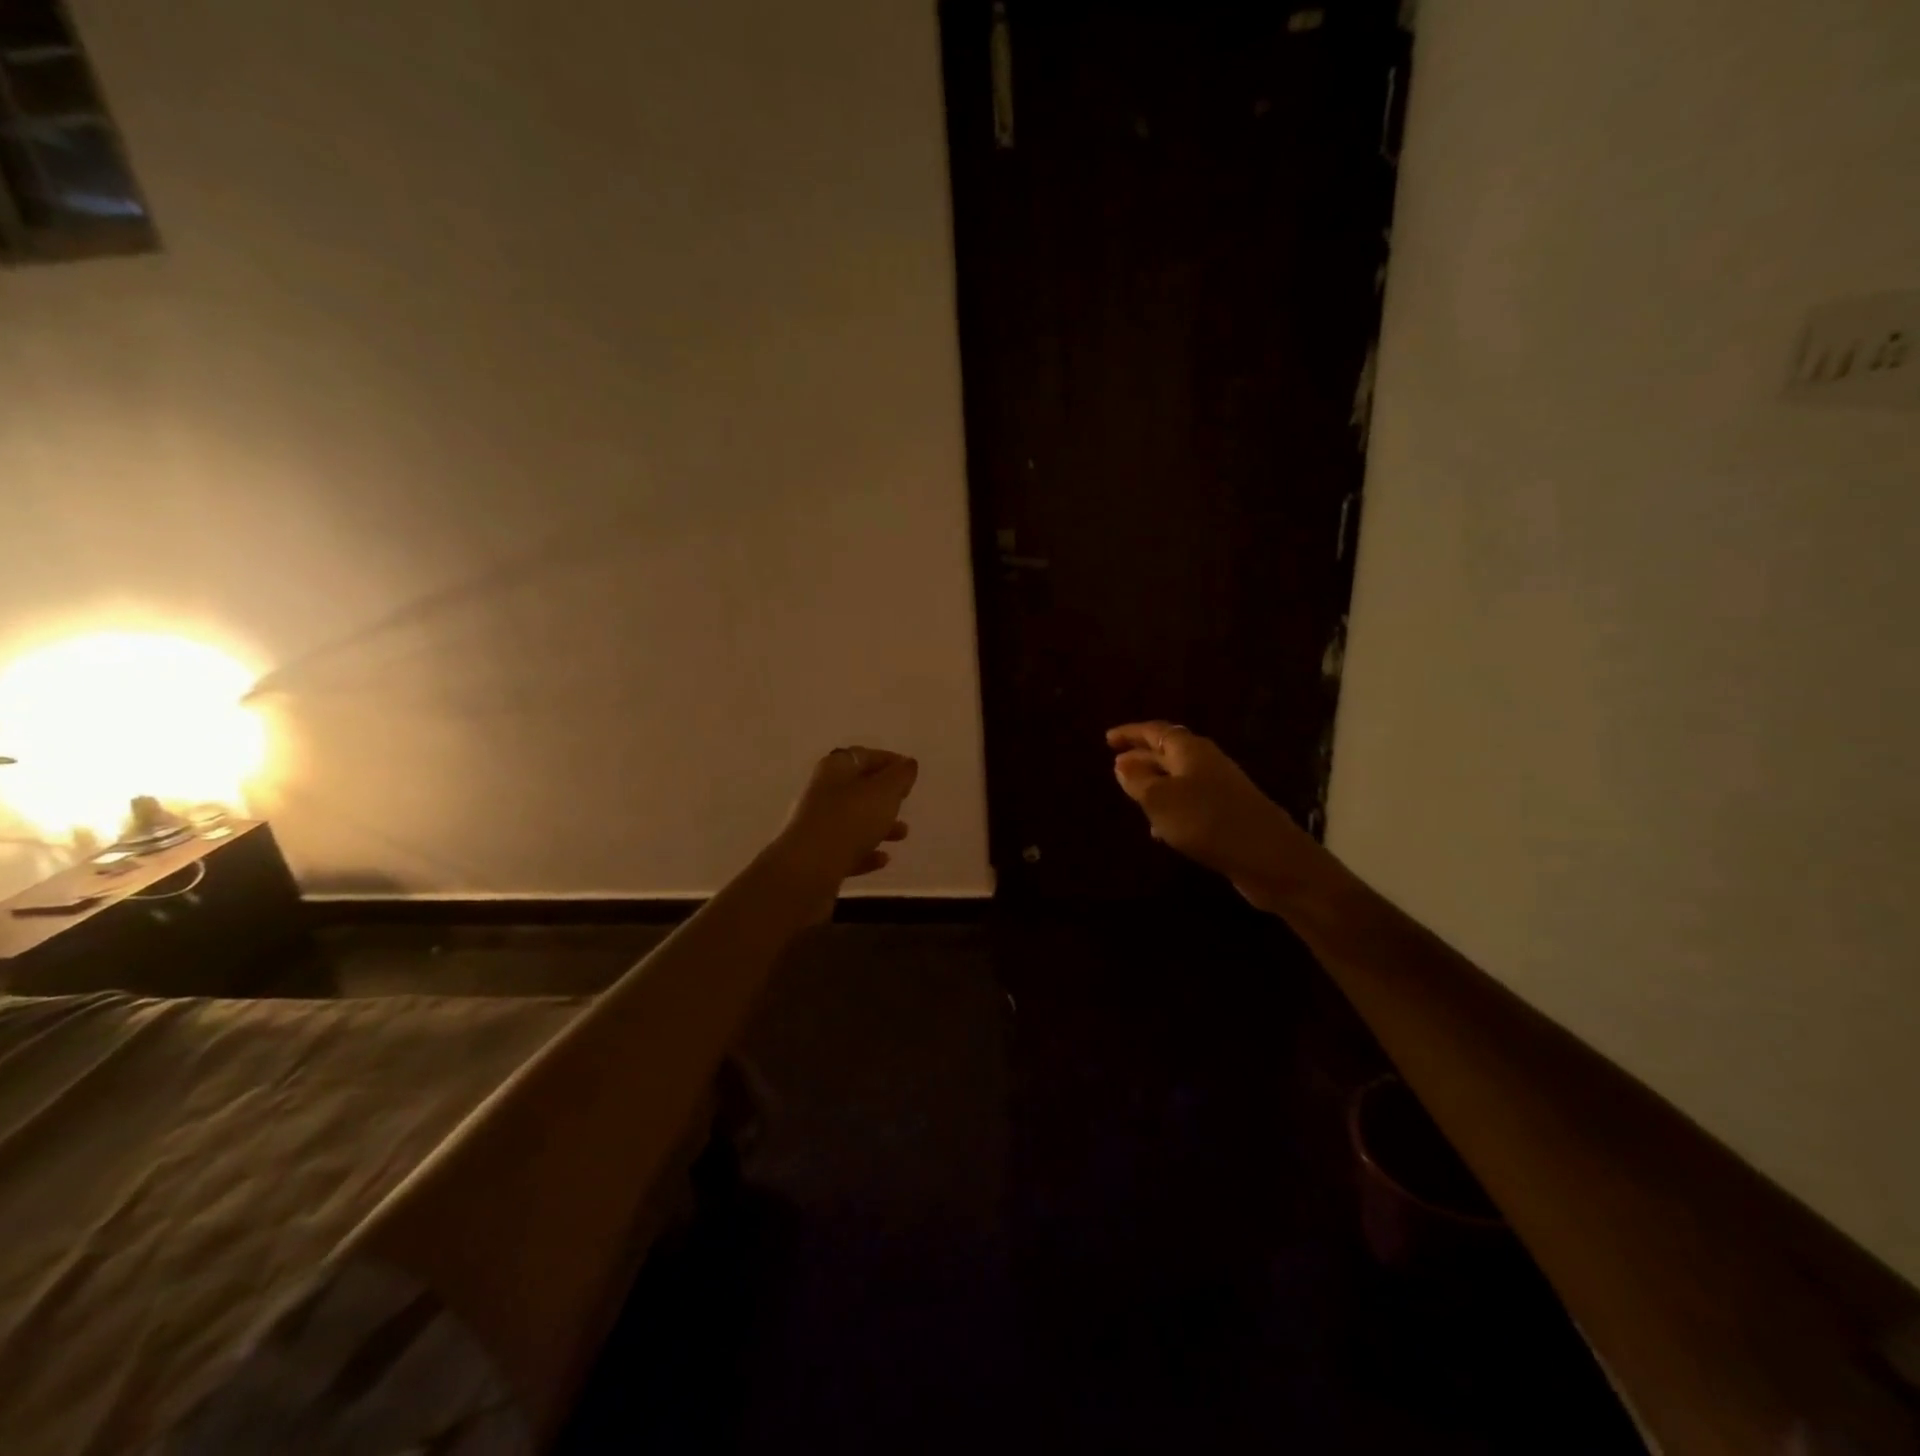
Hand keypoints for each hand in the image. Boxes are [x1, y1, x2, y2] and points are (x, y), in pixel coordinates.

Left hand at [776, 746, 917, 890]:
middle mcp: (823, 792)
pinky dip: (866, 852)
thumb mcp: (884, 792)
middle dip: (885, 795)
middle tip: (906, 801)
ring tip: (903, 834)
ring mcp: (817, 824)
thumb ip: (899, 776)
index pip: (865, 756)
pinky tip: (883, 859)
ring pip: (854, 820)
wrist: (809, 868)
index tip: (910, 771)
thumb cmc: (851, 819)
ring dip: (879, 825)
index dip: (889, 761)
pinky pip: (847, 848)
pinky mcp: (817, 855)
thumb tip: (907, 763)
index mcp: (836, 768)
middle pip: (858, 788)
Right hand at [1107, 722, 1313, 912]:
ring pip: (1179, 778)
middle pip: (1168, 751)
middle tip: (1116, 764)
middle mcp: (1206, 762)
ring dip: (1155, 784)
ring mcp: (1220, 788)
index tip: (1108, 739)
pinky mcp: (1227, 813)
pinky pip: (1190, 802)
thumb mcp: (1160, 799)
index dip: (1130, 733)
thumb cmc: (1206, 820)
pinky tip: (1160, 830)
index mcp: (1189, 749)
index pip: (1155, 731)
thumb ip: (1137, 779)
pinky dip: (1170, 808)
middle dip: (1142, 756)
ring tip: (1132, 795)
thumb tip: (1122, 761)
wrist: (1267, 856)